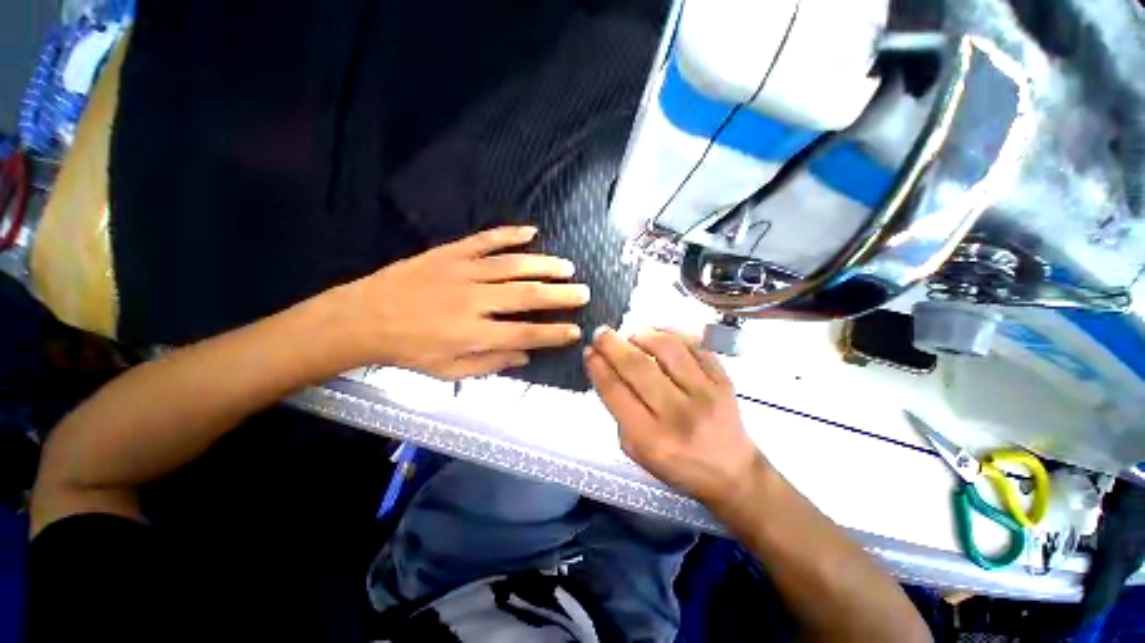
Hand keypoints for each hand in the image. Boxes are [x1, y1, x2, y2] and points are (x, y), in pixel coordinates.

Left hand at [336, 226, 588, 379]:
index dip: (554, 333)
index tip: (575, 329)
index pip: (525, 333)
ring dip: (544, 265)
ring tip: (568, 267)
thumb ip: (488, 364)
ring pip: (513, 265)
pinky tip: (532, 232)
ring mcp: (463, 272)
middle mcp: (475, 300)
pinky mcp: (451, 252)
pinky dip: (510, 234)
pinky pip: (486, 240)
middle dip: (560, 295)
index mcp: (473, 334)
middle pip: (527, 295)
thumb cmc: (408, 349)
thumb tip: (524, 356)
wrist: (370, 316)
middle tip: (583, 293)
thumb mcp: (447, 371)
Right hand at [584, 327, 765, 507]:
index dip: (598, 368)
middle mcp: (678, 414)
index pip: (617, 394)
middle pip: (639, 367)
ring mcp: (705, 394)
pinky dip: (674, 334)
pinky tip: (660, 334)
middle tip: (601, 333)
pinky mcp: (724, 381)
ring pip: (669, 349)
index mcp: (652, 439)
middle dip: (613, 345)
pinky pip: (697, 347)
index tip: (589, 352)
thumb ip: (623, 419)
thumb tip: (610, 375)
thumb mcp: (640, 456)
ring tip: (633, 334)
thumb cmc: (680, 467)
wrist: (730, 471)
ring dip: (644, 334)